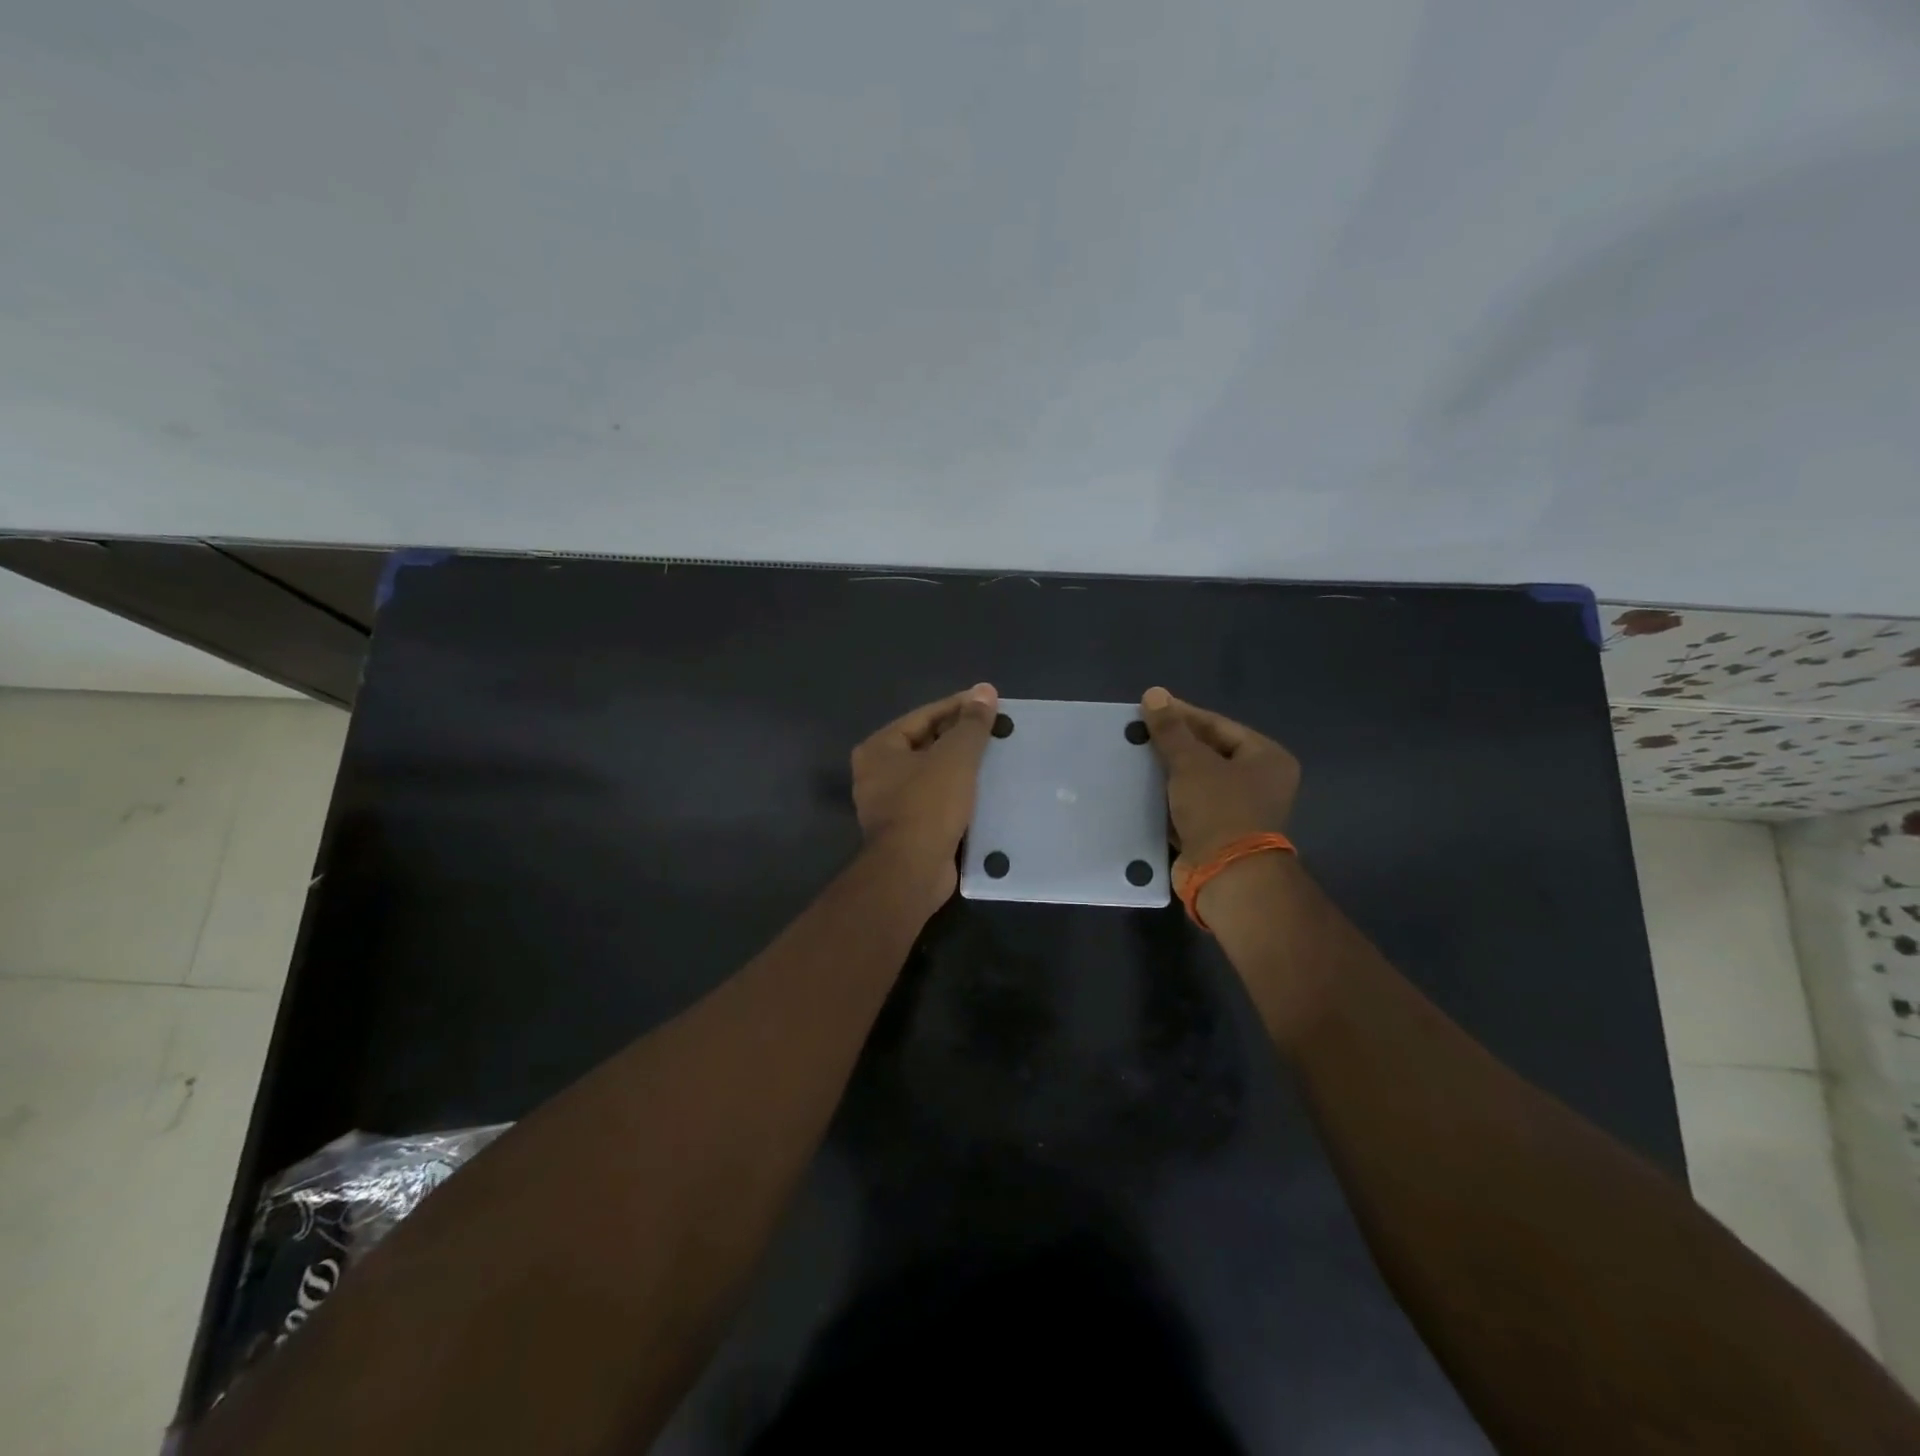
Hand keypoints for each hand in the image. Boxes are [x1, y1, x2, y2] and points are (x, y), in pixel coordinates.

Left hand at [851, 684, 999, 905]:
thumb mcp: (955, 757)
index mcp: (879, 748)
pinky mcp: (908, 829)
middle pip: (927, 744)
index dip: (959, 707)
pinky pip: (937, 801)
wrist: (912, 871)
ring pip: (933, 774)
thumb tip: (985, 690)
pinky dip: (959, 794)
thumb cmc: (928, 805)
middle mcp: (878, 773)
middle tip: (998, 731)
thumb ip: (971, 724)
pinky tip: (987, 791)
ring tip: (998, 758)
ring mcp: (891, 804)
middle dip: (961, 738)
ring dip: (962, 767)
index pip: (924, 716)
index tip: (991, 703)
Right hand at [1140, 686, 1300, 893]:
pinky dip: (1169, 800)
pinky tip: (1141, 790)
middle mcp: (1260, 783)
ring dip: (1168, 774)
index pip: (1218, 726)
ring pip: (1197, 782)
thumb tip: (1154, 693)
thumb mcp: (1191, 763)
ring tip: (1135, 759)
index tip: (1148, 708)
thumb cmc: (1218, 809)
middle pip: (1209, 753)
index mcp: (1267, 758)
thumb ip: (1171, 729)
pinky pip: (1190, 808)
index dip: (1182, 715)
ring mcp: (1240, 811)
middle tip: (1139, 734)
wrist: (1225, 876)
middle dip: (1173, 746)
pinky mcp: (1218, 835)